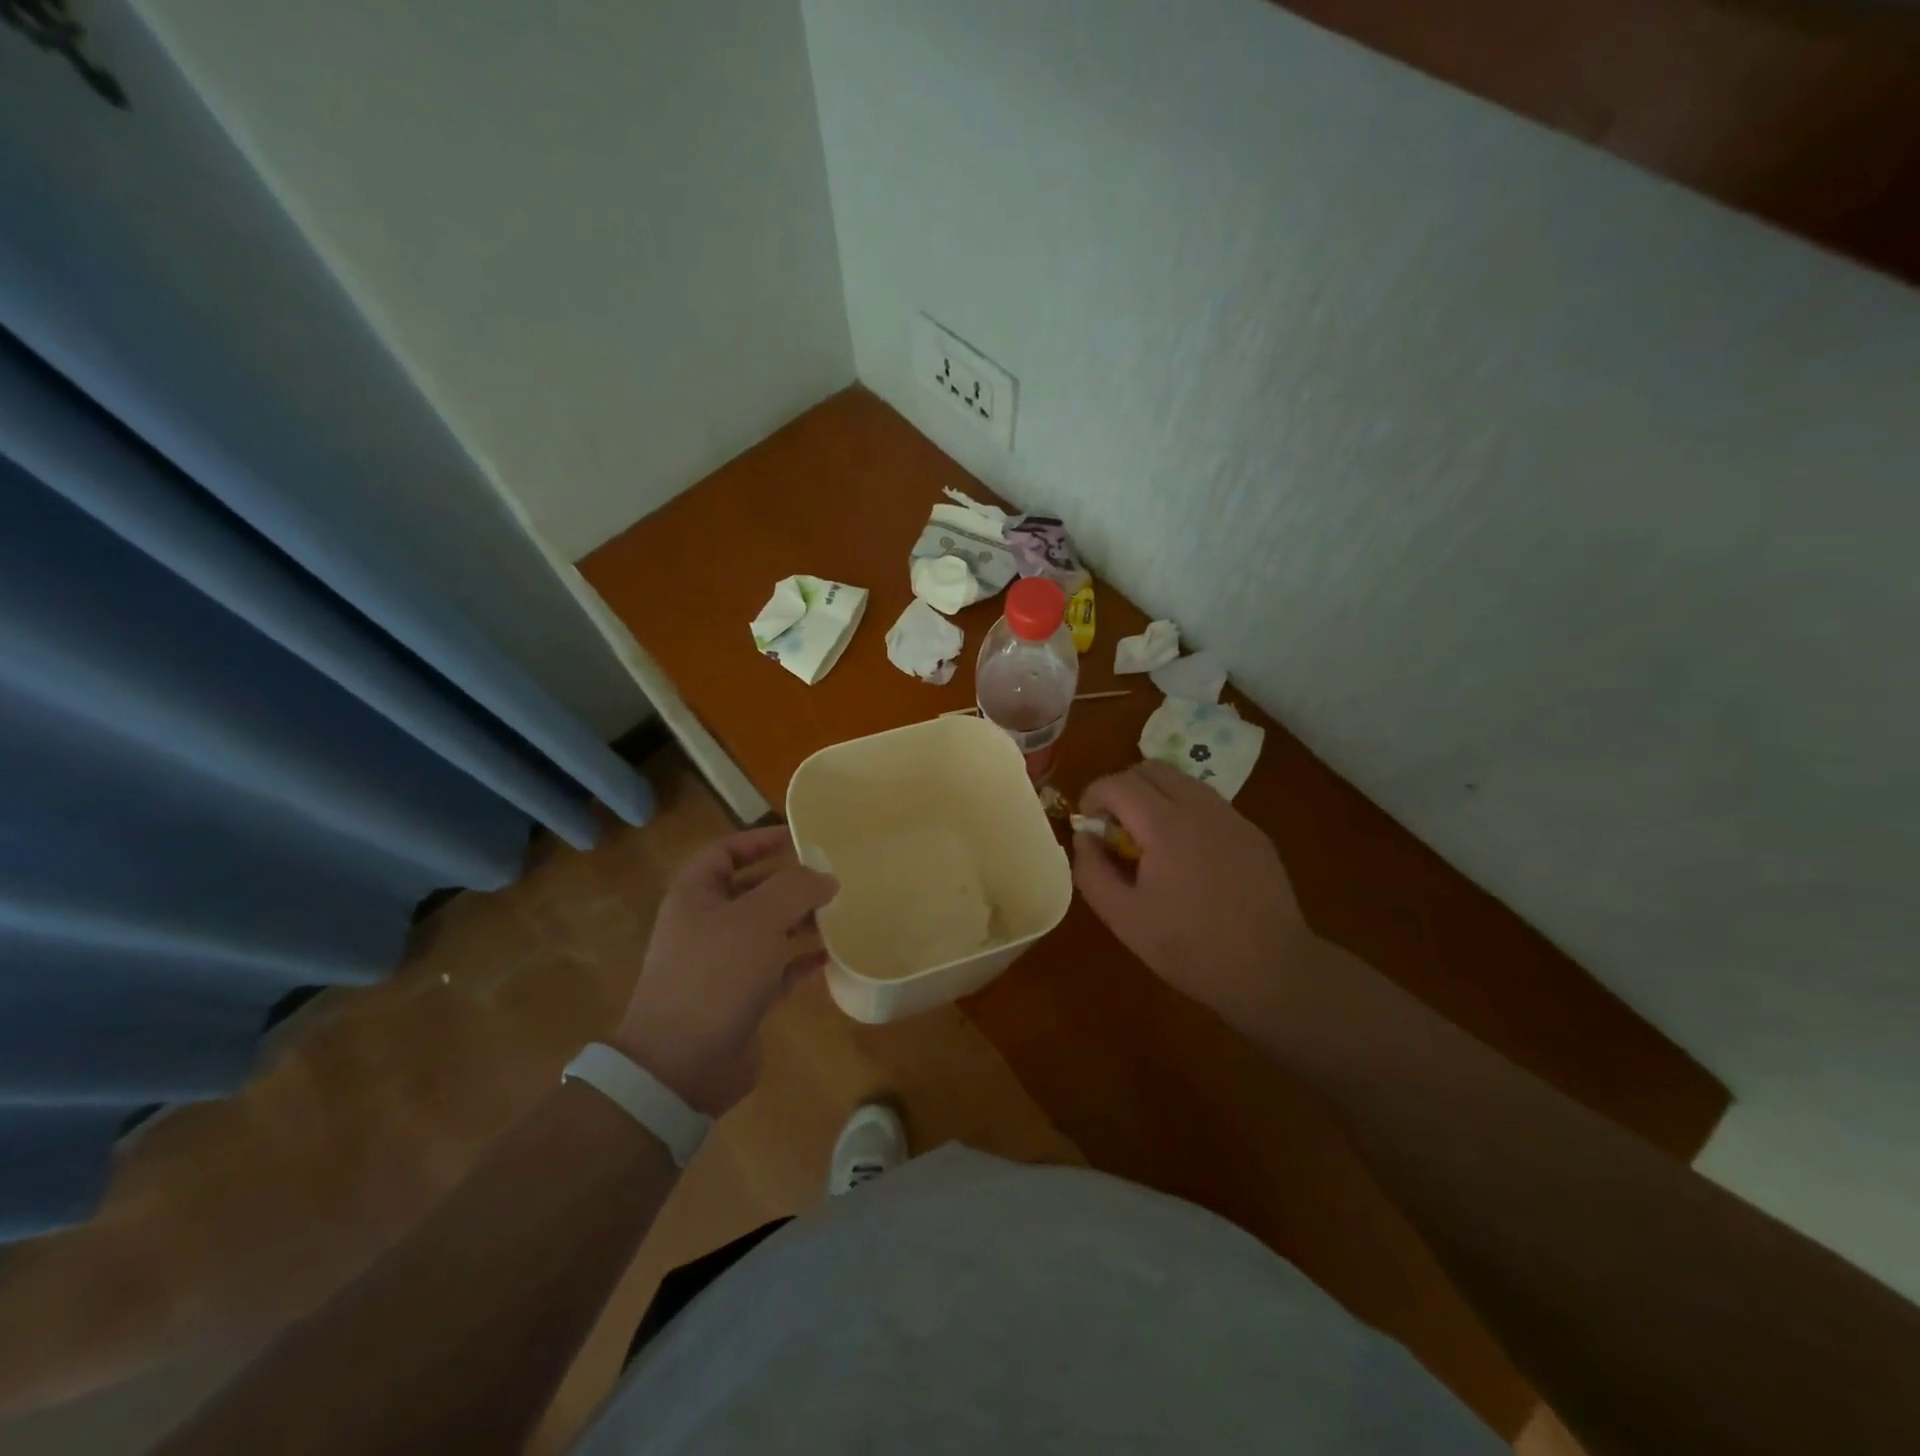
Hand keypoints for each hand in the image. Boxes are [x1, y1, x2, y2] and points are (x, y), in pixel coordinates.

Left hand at [614, 826, 838, 1116]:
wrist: (682, 1064)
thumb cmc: (715, 975)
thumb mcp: (758, 919)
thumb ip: (796, 889)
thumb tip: (825, 878)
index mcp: (695, 897)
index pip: (725, 852)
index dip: (758, 840)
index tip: (798, 837)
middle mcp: (705, 925)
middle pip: (750, 891)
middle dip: (789, 884)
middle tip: (830, 879)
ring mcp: (722, 965)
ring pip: (767, 931)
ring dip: (800, 921)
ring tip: (839, 914)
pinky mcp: (740, 999)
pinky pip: (777, 970)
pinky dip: (801, 961)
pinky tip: (831, 957)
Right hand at [1073, 761, 1310, 1033]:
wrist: (1272, 971)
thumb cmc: (1190, 948)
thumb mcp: (1124, 918)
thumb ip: (1092, 870)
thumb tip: (1085, 836)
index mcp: (1166, 825)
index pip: (1118, 783)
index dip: (1093, 797)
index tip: (1089, 827)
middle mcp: (1201, 807)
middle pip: (1150, 769)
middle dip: (1122, 789)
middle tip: (1115, 829)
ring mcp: (1232, 817)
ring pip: (1182, 781)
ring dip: (1154, 797)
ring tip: (1150, 842)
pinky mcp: (1253, 833)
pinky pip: (1208, 803)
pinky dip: (1184, 812)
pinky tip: (1188, 858)